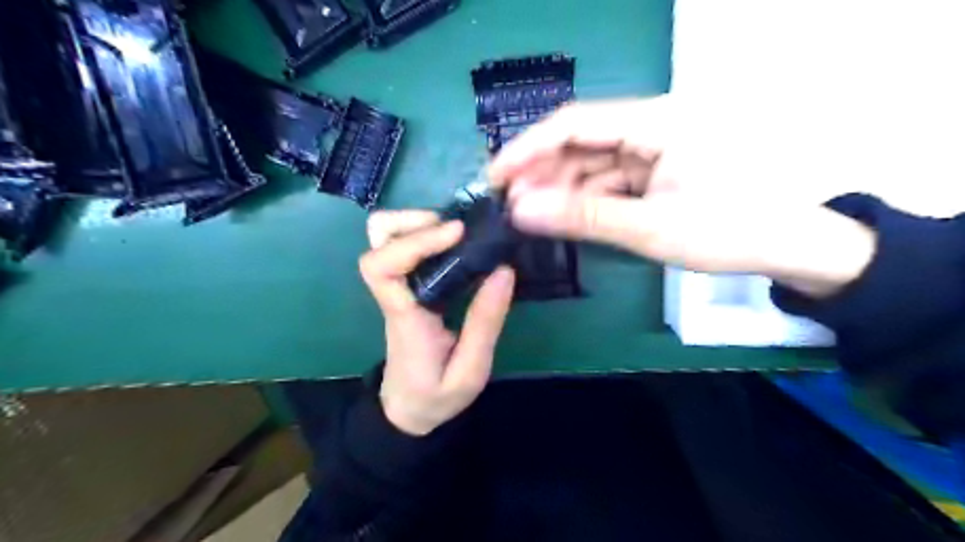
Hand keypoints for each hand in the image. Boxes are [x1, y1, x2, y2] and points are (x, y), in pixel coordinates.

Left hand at [359, 210, 510, 434]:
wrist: (408, 409)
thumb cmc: (436, 396)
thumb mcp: (470, 372)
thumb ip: (485, 323)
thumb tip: (504, 270)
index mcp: (405, 317)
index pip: (382, 268)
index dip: (415, 241)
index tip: (457, 233)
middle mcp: (394, 293)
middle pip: (377, 238)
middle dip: (414, 221)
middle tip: (456, 230)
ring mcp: (399, 287)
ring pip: (385, 236)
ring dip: (419, 224)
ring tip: (458, 234)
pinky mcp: (408, 287)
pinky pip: (405, 246)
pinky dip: (427, 233)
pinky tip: (458, 245)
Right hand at [490, 100, 876, 297]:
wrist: (792, 246)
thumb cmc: (730, 230)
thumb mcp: (650, 227)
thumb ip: (583, 216)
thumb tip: (521, 211)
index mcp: (655, 121)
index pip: (574, 123)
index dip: (528, 148)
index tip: (495, 177)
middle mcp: (651, 125)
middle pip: (579, 141)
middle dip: (542, 174)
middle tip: (511, 208)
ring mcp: (653, 148)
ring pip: (592, 163)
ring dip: (561, 189)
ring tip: (531, 217)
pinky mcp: (657, 170)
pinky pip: (610, 179)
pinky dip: (585, 198)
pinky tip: (566, 217)